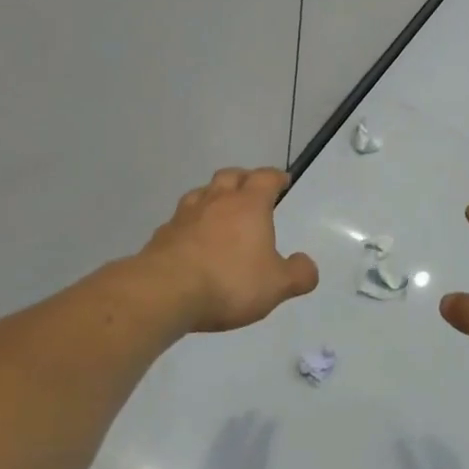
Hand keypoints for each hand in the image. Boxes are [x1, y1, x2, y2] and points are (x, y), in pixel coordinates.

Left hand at [140, 168, 318, 333]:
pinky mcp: (162, 234)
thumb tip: (306, 264)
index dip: (276, 177)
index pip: (265, 178)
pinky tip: (192, 240)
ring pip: (201, 192)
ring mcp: (185, 215)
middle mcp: (217, 201)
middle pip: (230, 176)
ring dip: (213, 196)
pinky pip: (180, 220)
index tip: (282, 181)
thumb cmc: (229, 282)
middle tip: (251, 190)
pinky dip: (190, 223)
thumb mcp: (276, 285)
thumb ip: (298, 274)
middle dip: (243, 179)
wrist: (165, 292)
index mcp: (249, 205)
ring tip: (219, 211)